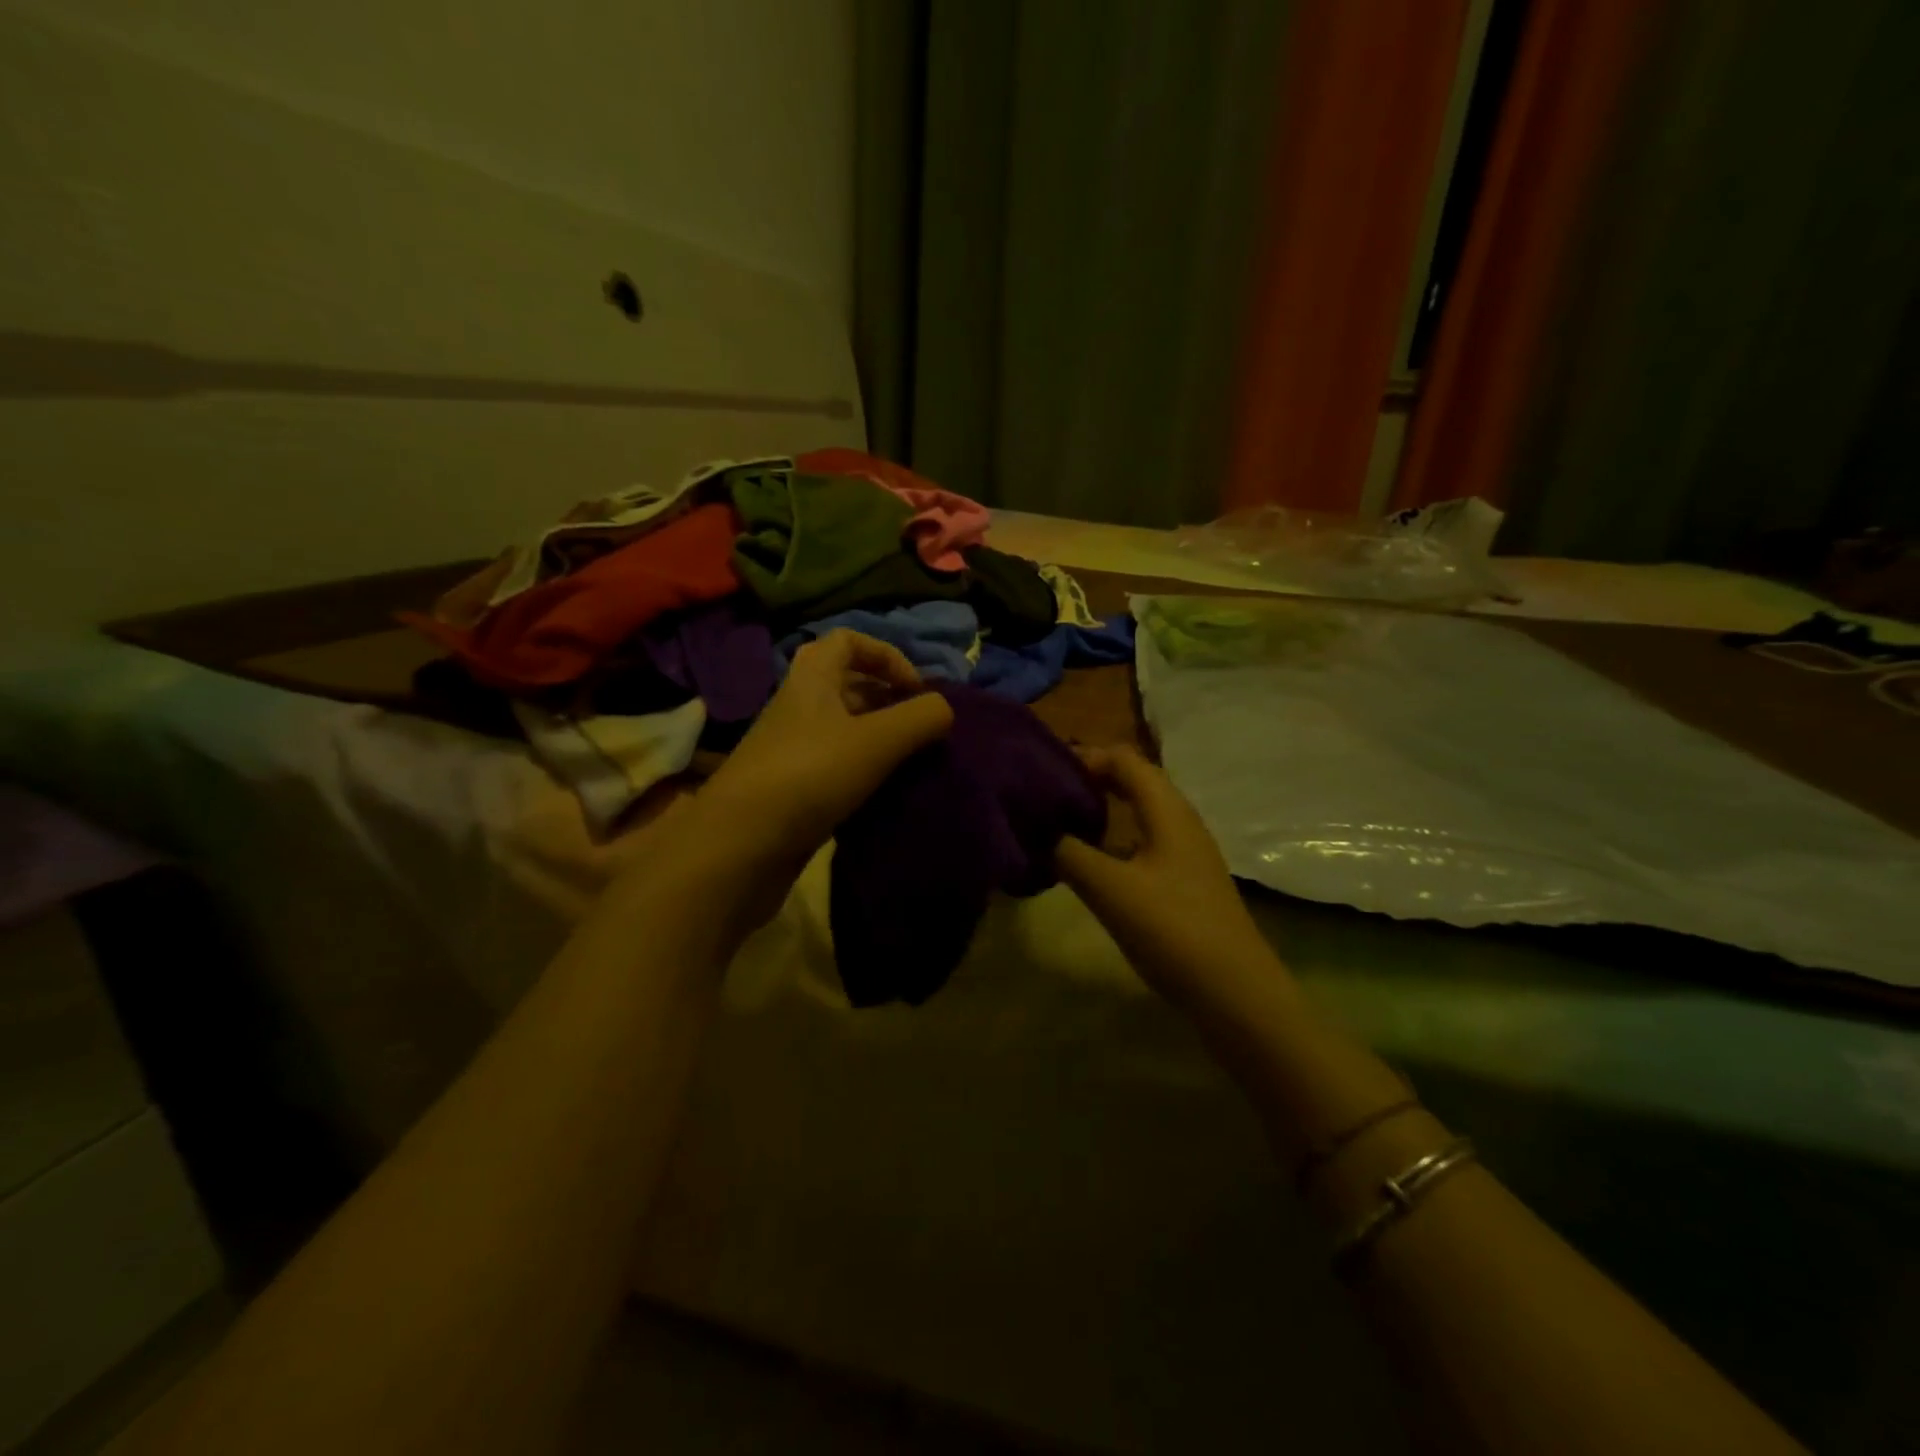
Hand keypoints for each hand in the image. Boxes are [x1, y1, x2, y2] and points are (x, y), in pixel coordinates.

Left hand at [690, 629, 953, 867]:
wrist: (741, 846)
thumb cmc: (809, 775)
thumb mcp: (877, 740)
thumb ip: (921, 717)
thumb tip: (945, 709)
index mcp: (812, 679)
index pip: (848, 641)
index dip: (887, 655)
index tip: (916, 689)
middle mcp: (799, 706)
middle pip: (848, 685)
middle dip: (889, 699)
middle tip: (920, 728)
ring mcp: (793, 749)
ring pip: (844, 729)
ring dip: (880, 738)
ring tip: (911, 762)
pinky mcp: (793, 788)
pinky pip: (836, 766)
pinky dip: (864, 771)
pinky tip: (885, 793)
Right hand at [1055, 746, 1276, 1009]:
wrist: (1235, 992)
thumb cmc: (1173, 929)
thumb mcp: (1110, 889)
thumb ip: (1068, 853)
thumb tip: (1037, 830)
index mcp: (1167, 810)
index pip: (1122, 758)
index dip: (1082, 757)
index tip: (1041, 772)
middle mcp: (1179, 821)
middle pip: (1132, 781)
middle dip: (1088, 781)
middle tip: (1044, 795)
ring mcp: (1185, 852)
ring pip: (1137, 814)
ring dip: (1100, 811)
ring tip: (1058, 825)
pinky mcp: (1184, 881)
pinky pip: (1142, 843)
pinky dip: (1112, 841)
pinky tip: (1089, 865)